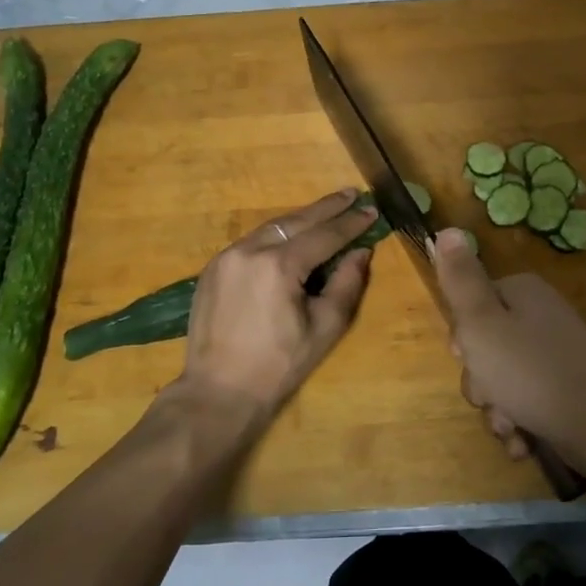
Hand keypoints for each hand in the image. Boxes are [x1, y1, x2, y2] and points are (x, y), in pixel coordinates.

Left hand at [172, 190, 376, 419]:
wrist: (218, 391)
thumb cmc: (279, 365)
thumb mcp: (324, 327)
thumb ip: (346, 284)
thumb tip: (360, 252)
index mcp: (279, 265)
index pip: (324, 235)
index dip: (351, 223)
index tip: (372, 211)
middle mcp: (250, 250)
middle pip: (296, 220)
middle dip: (327, 207)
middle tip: (351, 194)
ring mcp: (227, 257)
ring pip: (271, 227)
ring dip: (301, 218)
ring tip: (326, 210)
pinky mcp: (213, 268)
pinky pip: (252, 241)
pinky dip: (277, 234)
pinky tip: (291, 235)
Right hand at [431, 228, 585, 478]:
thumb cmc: (531, 373)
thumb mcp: (481, 323)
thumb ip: (460, 279)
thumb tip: (446, 229)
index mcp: (522, 293)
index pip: (472, 306)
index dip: (462, 337)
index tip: (466, 357)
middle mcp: (541, 317)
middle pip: (486, 347)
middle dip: (481, 382)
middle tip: (491, 396)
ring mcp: (557, 355)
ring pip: (503, 382)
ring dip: (498, 410)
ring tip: (511, 427)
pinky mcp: (568, 390)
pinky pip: (528, 403)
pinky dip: (521, 425)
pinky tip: (525, 442)